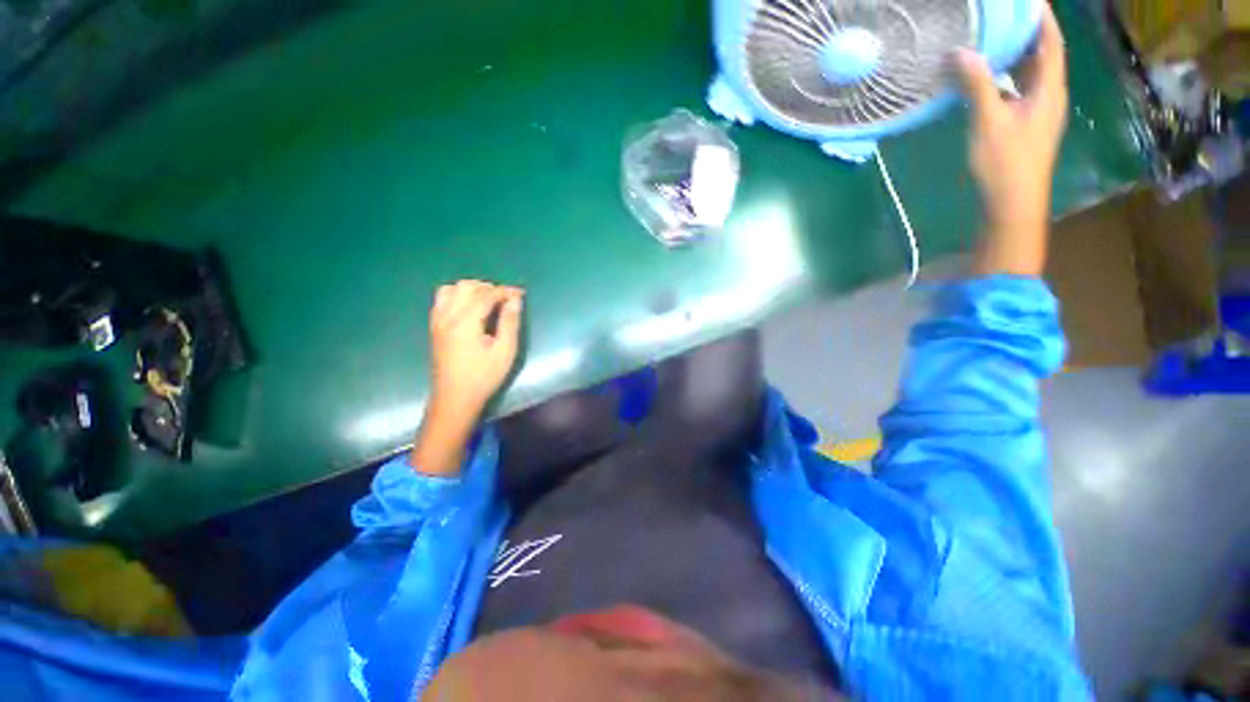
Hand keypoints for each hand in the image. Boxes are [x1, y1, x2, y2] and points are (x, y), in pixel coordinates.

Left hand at [411, 280, 523, 475]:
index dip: (504, 291)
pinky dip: (458, 296)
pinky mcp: (435, 328)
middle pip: (466, 286)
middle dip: (488, 287)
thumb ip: (510, 323)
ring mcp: (437, 321)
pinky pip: (442, 300)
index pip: (485, 295)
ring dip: (471, 289)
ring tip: (488, 301)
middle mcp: (447, 316)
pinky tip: (470, 308)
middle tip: (505, 299)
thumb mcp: (504, 351)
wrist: (455, 398)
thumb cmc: (483, 377)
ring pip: (450, 289)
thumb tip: (515, 301)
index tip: (520, 294)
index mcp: (465, 322)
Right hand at [957, 4, 1067, 275]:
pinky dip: (1010, 75)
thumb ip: (978, 85)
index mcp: (1049, 89)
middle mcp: (1050, 95)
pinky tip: (992, 75)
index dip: (1043, 18)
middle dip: (1028, 32)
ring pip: (1033, 73)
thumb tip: (962, 51)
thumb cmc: (1005, 162)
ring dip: (1018, 54)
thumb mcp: (989, 122)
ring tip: (996, 38)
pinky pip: (1022, 89)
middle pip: (1044, 55)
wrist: (1013, 202)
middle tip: (1005, 16)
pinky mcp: (1028, 125)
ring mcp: (1040, 112)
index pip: (1051, 43)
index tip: (1029, 1)